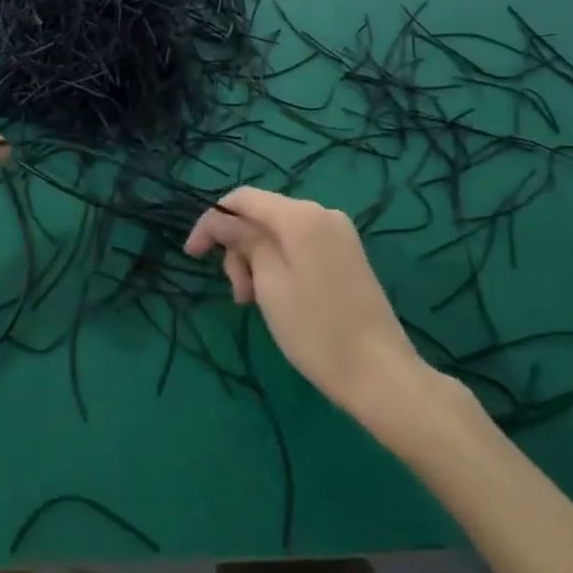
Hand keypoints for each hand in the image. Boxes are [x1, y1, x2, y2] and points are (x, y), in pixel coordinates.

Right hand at [184, 188, 420, 417]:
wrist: (380, 374)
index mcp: (301, 215)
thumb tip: (222, 220)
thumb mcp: (268, 282)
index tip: (192, 254)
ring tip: (255, 303)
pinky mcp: (346, 255)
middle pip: (261, 216)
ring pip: (278, 234)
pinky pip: (299, 246)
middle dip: (238, 249)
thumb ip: (242, 241)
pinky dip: (278, 265)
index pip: (243, 198)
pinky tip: (276, 297)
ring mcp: (338, 234)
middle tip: (238, 294)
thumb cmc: (316, 329)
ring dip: (256, 262)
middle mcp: (322, 213)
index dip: (212, 221)